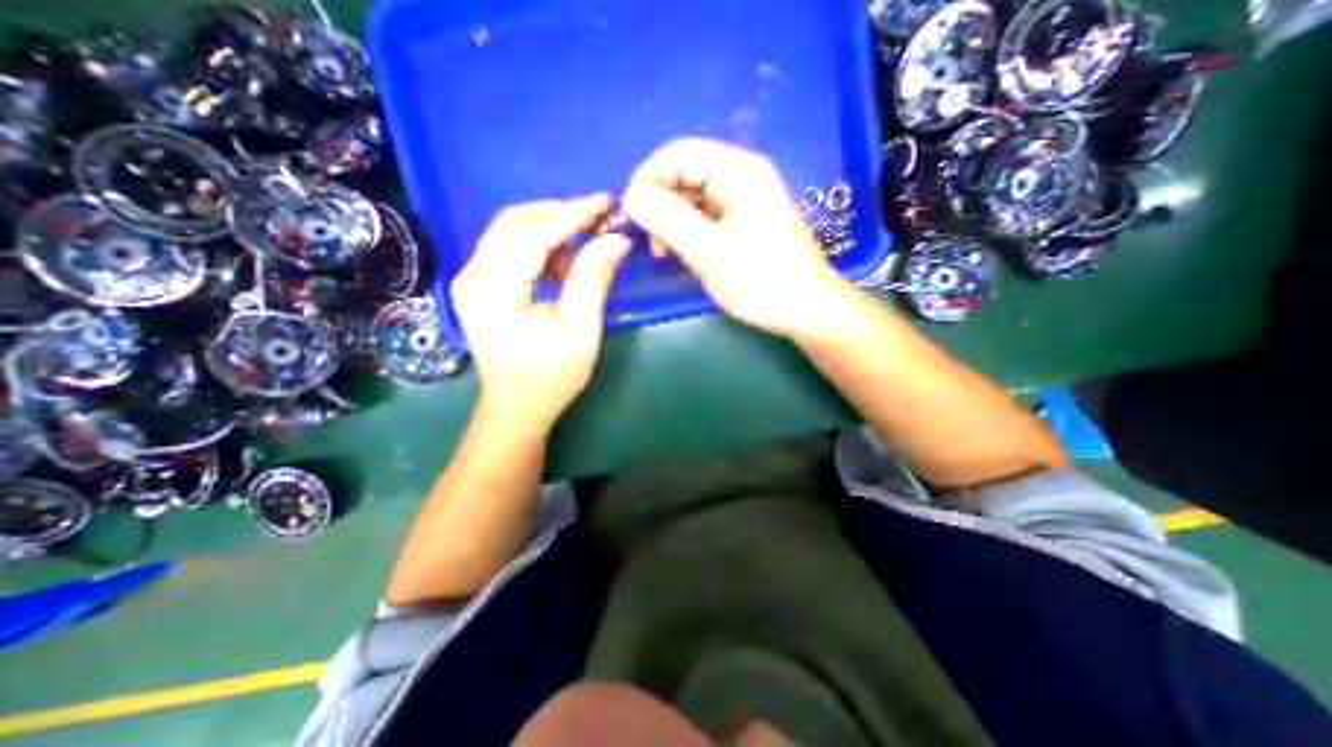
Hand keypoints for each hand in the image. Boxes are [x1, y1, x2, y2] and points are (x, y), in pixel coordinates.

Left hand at [452, 195, 629, 432]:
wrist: (518, 407)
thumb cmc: (550, 377)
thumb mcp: (579, 332)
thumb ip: (593, 281)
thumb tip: (615, 239)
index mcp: (491, 293)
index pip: (531, 238)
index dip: (570, 216)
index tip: (604, 202)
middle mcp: (472, 277)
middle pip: (513, 224)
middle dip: (559, 214)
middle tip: (598, 215)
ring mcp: (472, 279)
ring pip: (511, 232)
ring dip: (551, 228)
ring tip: (588, 238)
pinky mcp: (482, 285)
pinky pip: (511, 249)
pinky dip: (542, 246)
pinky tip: (566, 261)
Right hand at [624, 136, 851, 337]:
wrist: (805, 310)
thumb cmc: (760, 279)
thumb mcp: (708, 250)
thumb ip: (667, 219)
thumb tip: (630, 196)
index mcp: (738, 171)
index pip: (678, 153)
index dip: (648, 178)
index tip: (631, 214)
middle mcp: (740, 178)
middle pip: (684, 174)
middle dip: (659, 202)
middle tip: (650, 240)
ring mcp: (742, 202)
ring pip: (692, 198)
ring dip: (670, 220)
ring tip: (664, 252)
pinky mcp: (741, 224)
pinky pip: (704, 217)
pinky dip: (686, 231)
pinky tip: (682, 253)